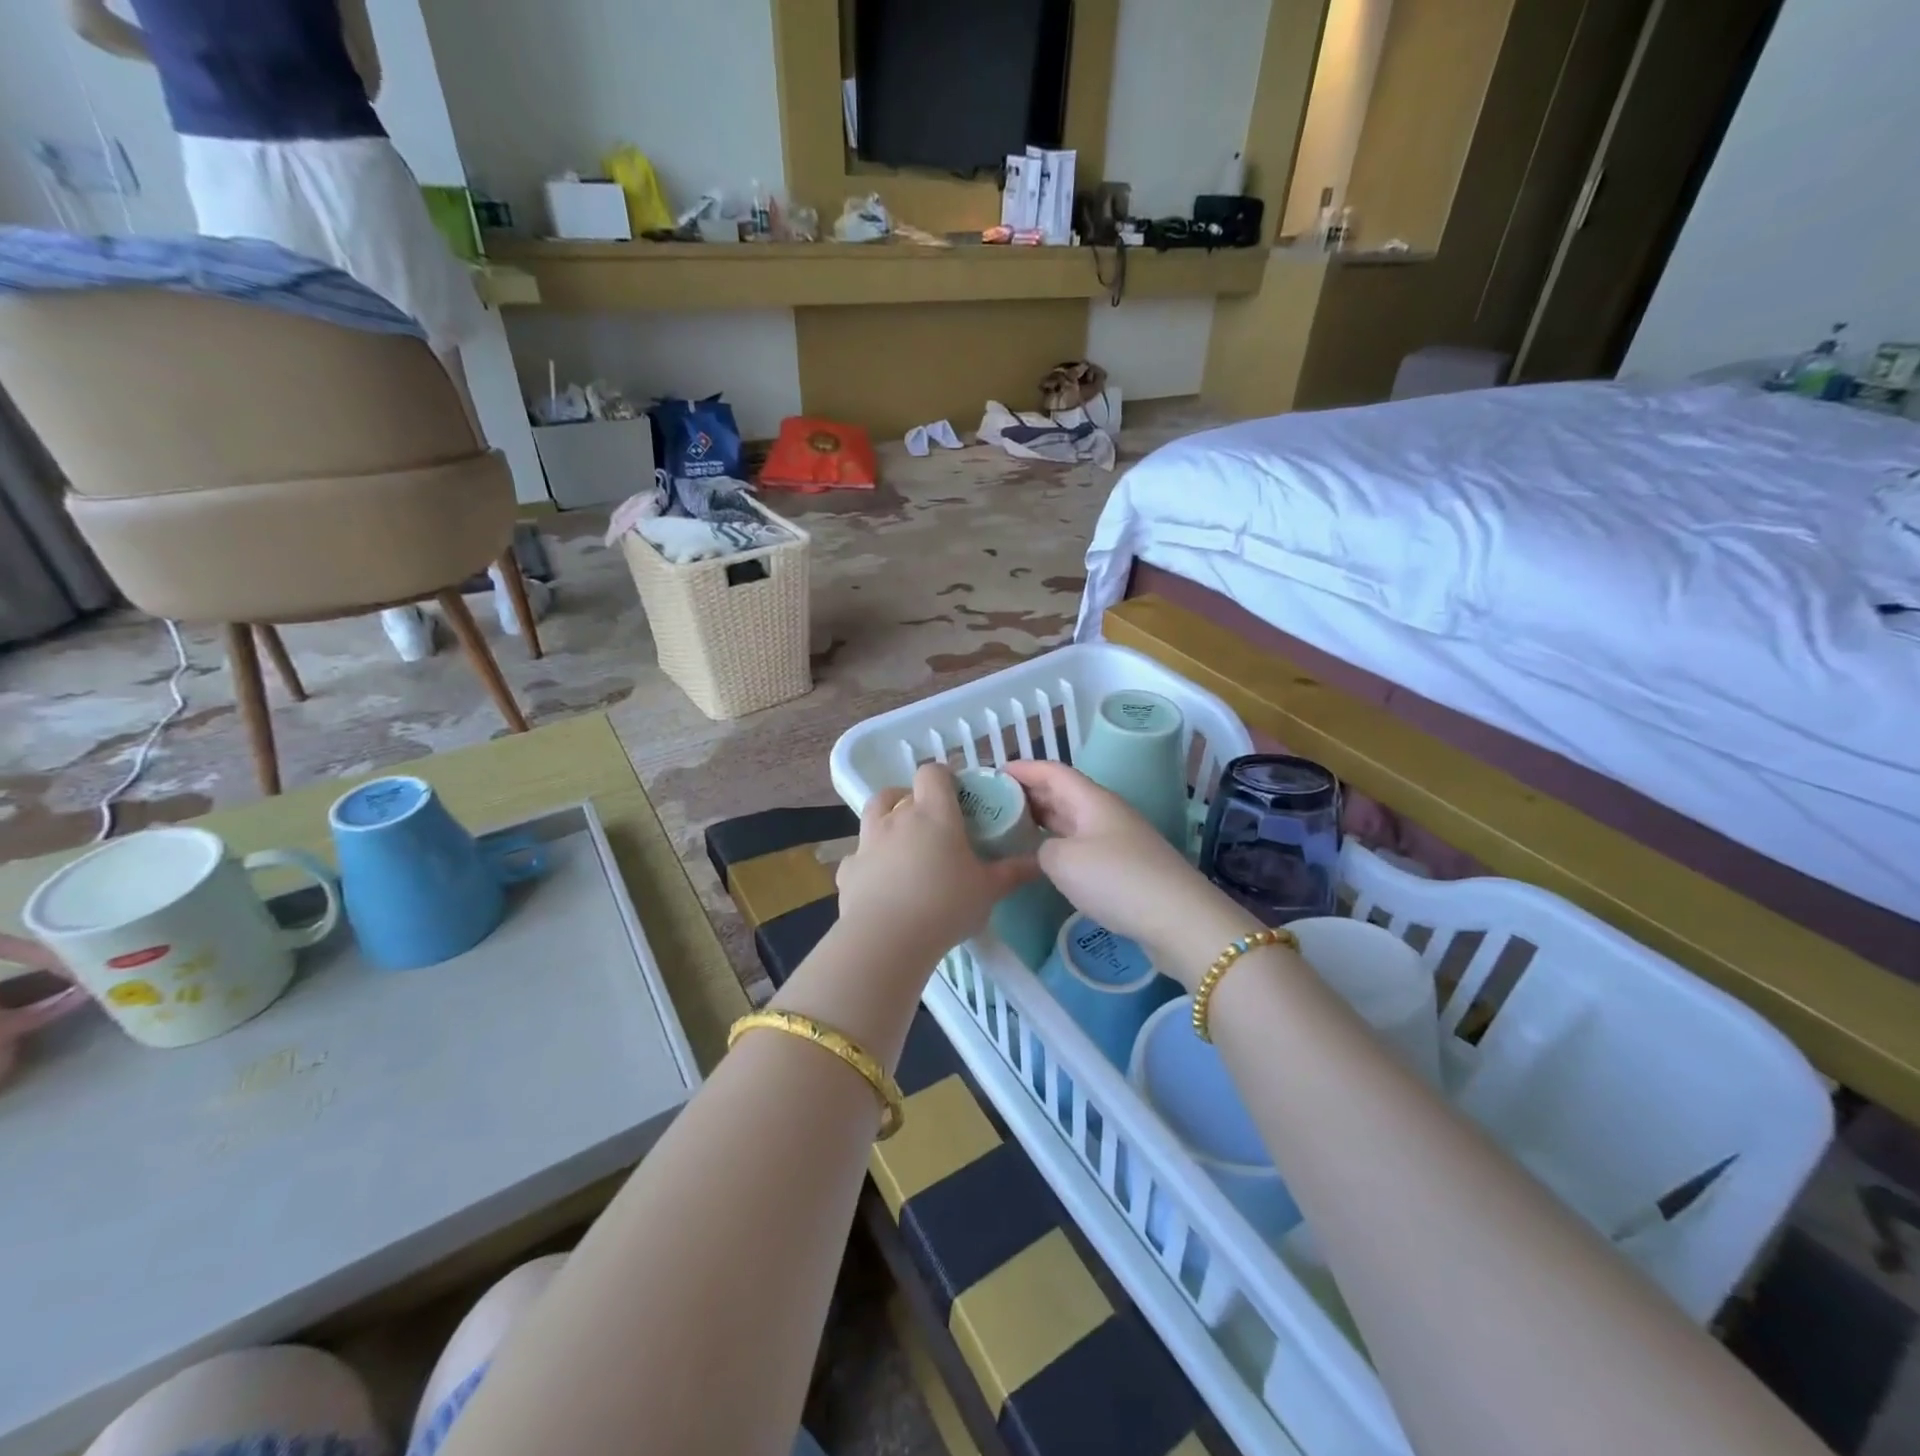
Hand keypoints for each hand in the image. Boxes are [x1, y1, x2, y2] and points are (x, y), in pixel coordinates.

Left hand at [836, 765, 1037, 969]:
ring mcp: (867, 842)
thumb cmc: (945, 905)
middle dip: (913, 799)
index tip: (957, 795)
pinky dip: (869, 862)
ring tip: (903, 844)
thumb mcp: (989, 890)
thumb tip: (1038, 861)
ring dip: (886, 820)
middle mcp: (897, 818)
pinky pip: (859, 855)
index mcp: (933, 813)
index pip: (933, 773)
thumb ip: (1013, 872)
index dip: (944, 777)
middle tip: (931, 823)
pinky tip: (880, 883)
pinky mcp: (848, 870)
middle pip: (899, 791)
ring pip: (873, 814)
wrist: (886, 939)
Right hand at [1002, 760, 1255, 988]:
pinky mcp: (1124, 866)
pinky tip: (1043, 858)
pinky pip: (1082, 843)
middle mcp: (1105, 812)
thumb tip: (1043, 850)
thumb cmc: (1116, 880)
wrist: (1177, 919)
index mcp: (1091, 799)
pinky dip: (1058, 843)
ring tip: (1010, 828)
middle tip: (994, 803)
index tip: (992, 773)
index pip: (1052, 771)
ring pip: (1072, 819)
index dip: (1023, 768)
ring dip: (1042, 820)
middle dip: (1029, 793)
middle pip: (1062, 793)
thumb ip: (1041, 848)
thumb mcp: (1063, 861)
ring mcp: (1117, 839)